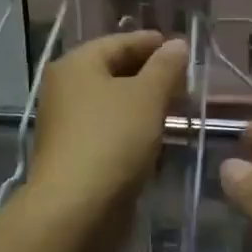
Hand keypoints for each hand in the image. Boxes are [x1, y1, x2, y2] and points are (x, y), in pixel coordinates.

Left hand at [28, 31, 187, 210]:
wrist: (76, 209)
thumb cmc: (112, 140)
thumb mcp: (147, 96)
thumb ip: (165, 67)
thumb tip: (177, 44)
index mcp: (76, 65)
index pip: (120, 42)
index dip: (153, 43)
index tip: (184, 49)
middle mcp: (66, 88)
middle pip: (114, 70)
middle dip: (151, 74)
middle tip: (186, 81)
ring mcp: (68, 123)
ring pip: (113, 102)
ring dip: (144, 103)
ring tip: (179, 108)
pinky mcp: (76, 154)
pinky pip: (110, 129)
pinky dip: (133, 128)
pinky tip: (158, 136)